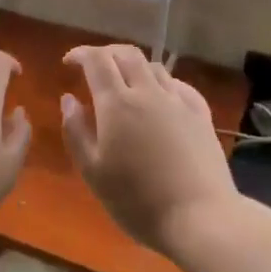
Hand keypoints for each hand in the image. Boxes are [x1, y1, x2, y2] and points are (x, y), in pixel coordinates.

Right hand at [61, 45, 235, 256]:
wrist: (200, 217)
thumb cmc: (137, 200)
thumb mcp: (93, 171)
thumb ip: (76, 131)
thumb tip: (69, 99)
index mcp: (117, 103)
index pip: (97, 60)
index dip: (81, 54)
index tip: (69, 62)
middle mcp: (148, 92)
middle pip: (126, 54)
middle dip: (106, 53)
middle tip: (93, 67)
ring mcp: (178, 102)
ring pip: (154, 67)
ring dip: (133, 67)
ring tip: (124, 84)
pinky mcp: (201, 115)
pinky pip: (178, 85)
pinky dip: (161, 83)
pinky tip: (160, 97)